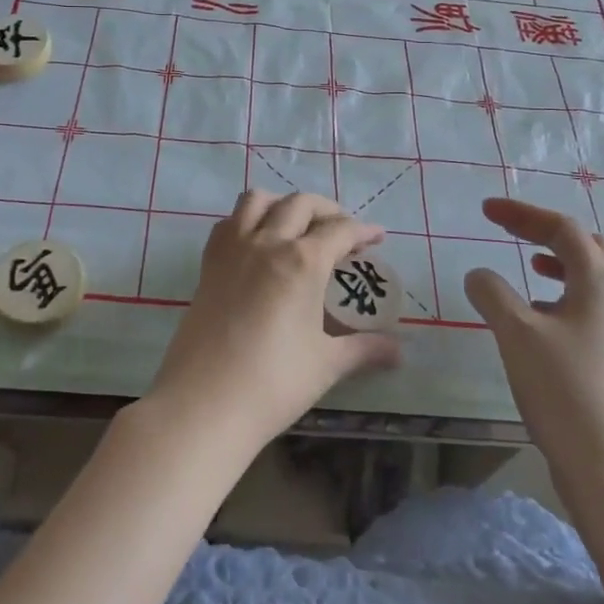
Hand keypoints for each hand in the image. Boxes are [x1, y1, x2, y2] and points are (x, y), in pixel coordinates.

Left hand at [143, 191, 401, 456]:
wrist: (204, 403)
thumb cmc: (273, 384)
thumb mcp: (327, 365)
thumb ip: (365, 349)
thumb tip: (399, 352)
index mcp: (303, 262)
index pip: (340, 231)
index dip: (363, 231)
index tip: (377, 237)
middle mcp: (267, 242)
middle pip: (300, 204)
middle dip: (327, 210)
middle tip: (342, 233)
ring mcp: (233, 249)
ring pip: (258, 200)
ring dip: (282, 204)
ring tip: (297, 226)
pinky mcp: (208, 263)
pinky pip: (228, 222)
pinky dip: (247, 219)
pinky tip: (257, 242)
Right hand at [463, 198, 603, 497]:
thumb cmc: (565, 390)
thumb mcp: (517, 333)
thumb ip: (492, 293)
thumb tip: (479, 273)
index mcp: (597, 282)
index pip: (562, 228)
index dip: (523, 213)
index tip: (486, 211)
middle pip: (585, 247)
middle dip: (544, 232)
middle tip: (509, 231)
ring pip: (590, 279)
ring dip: (558, 263)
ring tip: (529, 266)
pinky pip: (587, 307)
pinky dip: (561, 296)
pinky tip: (538, 317)